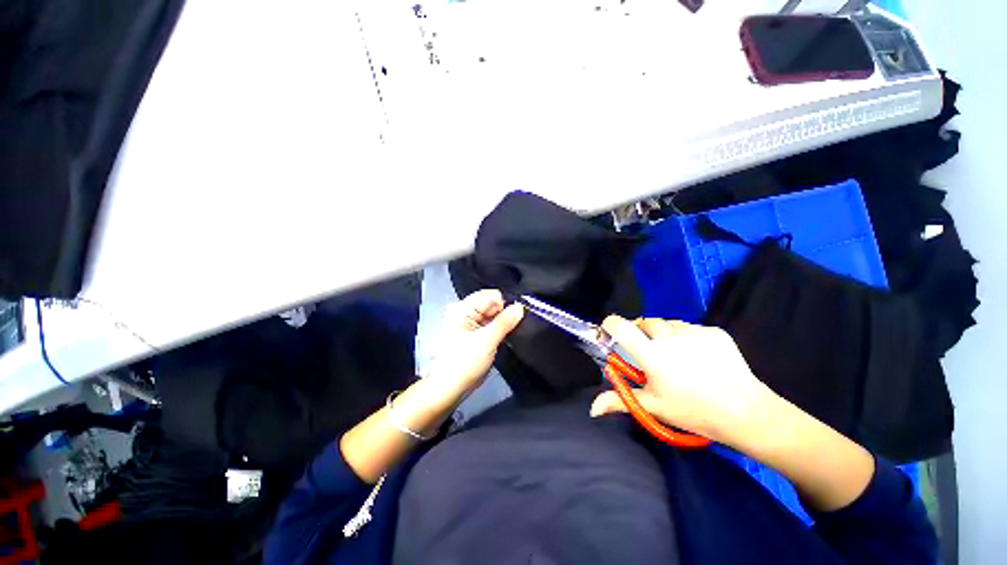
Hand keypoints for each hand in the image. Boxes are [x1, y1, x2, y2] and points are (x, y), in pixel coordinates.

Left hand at [425, 289, 523, 398]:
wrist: (452, 387)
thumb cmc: (464, 364)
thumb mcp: (487, 341)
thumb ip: (504, 322)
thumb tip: (519, 307)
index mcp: (462, 308)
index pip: (490, 296)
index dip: (503, 306)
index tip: (510, 320)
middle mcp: (465, 311)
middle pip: (492, 303)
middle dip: (503, 314)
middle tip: (504, 331)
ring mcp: (469, 322)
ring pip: (493, 314)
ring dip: (501, 323)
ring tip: (499, 337)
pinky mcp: (475, 332)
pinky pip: (491, 323)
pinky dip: (497, 329)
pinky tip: (497, 340)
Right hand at [590, 316, 780, 447]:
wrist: (747, 413)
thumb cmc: (694, 411)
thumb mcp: (654, 407)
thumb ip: (620, 401)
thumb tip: (592, 408)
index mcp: (651, 354)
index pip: (620, 325)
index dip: (610, 324)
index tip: (610, 333)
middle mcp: (669, 336)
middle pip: (645, 322)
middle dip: (641, 333)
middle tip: (649, 353)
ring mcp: (694, 332)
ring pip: (668, 324)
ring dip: (664, 334)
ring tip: (675, 355)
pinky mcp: (714, 332)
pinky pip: (691, 328)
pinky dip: (687, 337)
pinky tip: (698, 356)